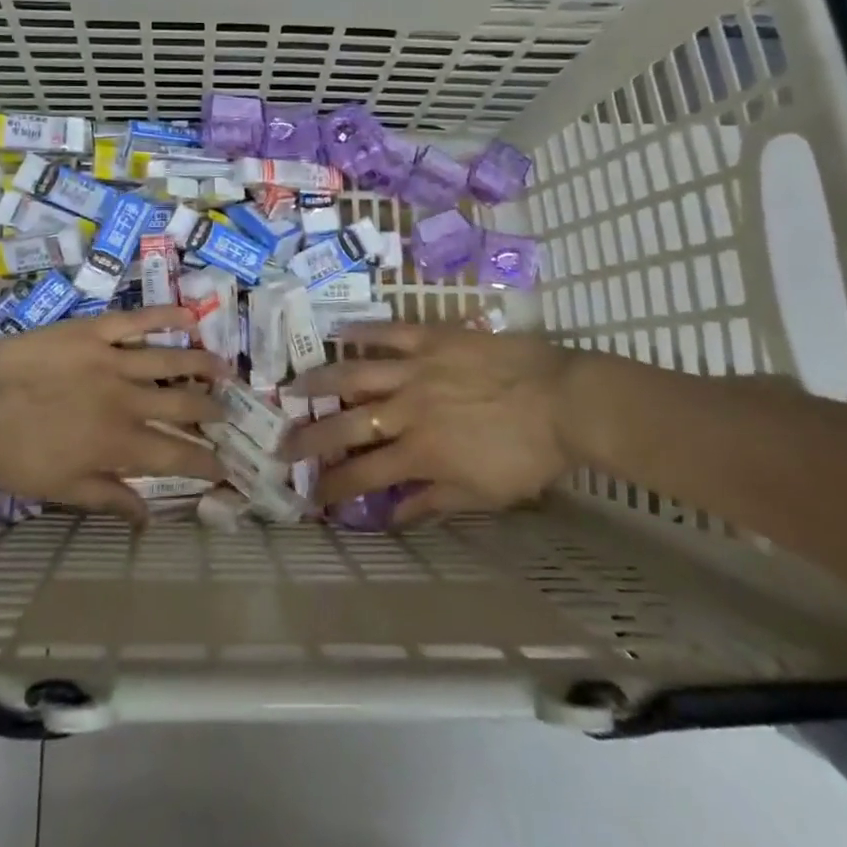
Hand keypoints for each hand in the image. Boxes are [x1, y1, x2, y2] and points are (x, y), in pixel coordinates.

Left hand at [0, 306, 229, 520]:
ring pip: (171, 360)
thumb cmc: (12, 455)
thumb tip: (149, 517)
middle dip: (211, 411)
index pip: (176, 455)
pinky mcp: (94, 331)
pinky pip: (137, 321)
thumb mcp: (60, 488)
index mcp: (119, 444)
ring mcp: (112, 361)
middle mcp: (127, 401)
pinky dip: (166, 317)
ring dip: (203, 365)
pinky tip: (189, 317)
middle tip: (228, 413)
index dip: (205, 462)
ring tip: (225, 369)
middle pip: (183, 404)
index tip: (225, 466)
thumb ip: (108, 498)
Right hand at [283, 321, 574, 525]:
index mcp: (419, 453)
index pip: (363, 475)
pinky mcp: (431, 338)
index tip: (310, 494)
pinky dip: (362, 331)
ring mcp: (415, 370)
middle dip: (309, 439)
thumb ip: (435, 501)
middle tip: (281, 444)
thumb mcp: (485, 493)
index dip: (332, 486)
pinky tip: (338, 330)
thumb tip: (394, 516)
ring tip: (293, 386)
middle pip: (345, 426)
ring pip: (354, 374)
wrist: (565, 400)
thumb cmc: (529, 454)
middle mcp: (405, 411)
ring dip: (319, 382)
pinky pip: (389, 332)